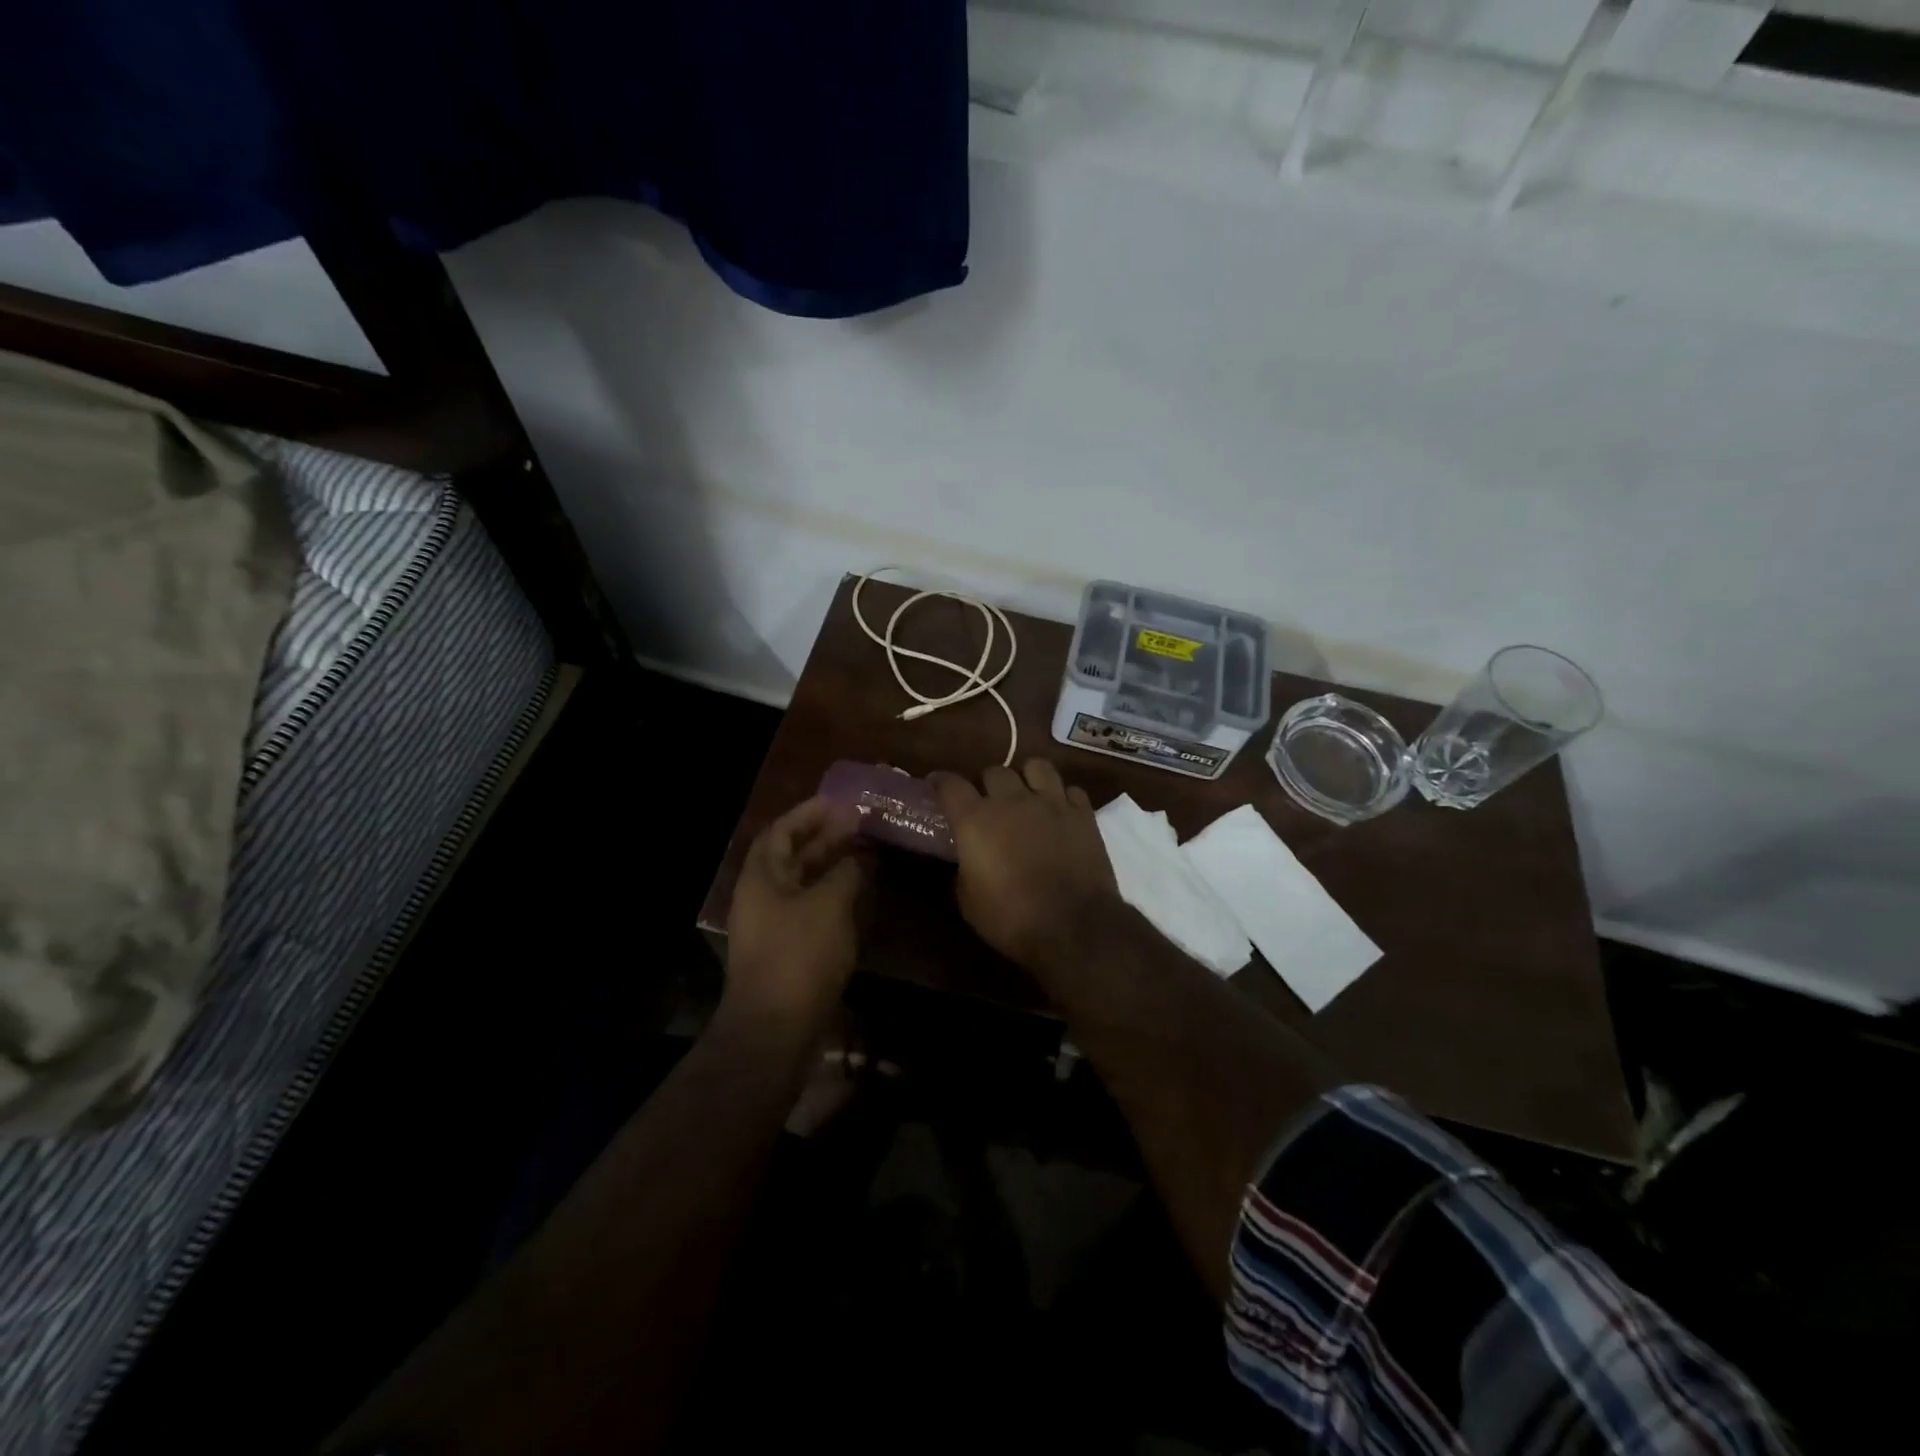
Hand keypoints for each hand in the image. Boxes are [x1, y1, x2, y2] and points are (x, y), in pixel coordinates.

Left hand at [725, 797, 867, 1024]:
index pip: (781, 831)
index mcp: (761, 877)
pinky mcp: (787, 951)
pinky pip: (810, 910)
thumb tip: (858, 858)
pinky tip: (859, 895)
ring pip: (803, 884)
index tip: (840, 802)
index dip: (809, 813)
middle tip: (859, 825)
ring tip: (865, 854)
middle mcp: (762, 897)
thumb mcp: (829, 904)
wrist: (776, 1028)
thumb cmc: (799, 955)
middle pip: (792, 856)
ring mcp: (773, 926)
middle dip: (824, 838)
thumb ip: (845, 873)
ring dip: (831, 867)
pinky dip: (833, 896)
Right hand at [931, 760, 1119, 974]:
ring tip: (1027, 796)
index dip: (940, 782)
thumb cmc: (1012, 919)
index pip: (950, 784)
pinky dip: (1063, 798)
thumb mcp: (969, 904)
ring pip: (1036, 766)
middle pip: (994, 771)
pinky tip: (1060, 814)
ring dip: (1027, 778)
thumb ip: (962, 873)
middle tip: (988, 804)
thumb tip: (965, 864)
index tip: (936, 786)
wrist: (1074, 927)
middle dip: (987, 784)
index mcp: (976, 820)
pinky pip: (1070, 790)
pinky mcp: (1083, 814)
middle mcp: (1011, 800)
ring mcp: (1051, 803)